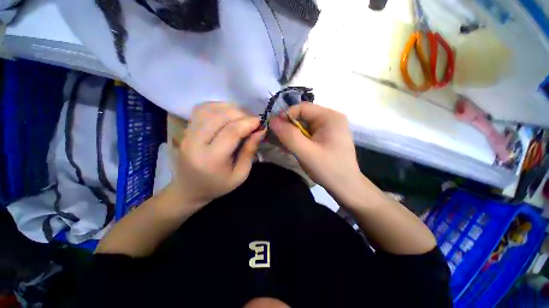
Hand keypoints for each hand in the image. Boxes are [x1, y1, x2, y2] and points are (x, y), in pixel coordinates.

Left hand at [173, 103, 264, 210]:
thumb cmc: (218, 185)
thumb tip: (260, 131)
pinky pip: (201, 109)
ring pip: (210, 109)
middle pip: (220, 117)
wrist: (189, 189)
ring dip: (230, 108)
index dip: (248, 123)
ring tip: (242, 116)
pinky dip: (217, 107)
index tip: (261, 121)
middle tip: (253, 119)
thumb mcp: (240, 175)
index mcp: (211, 159)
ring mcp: (187, 134)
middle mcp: (195, 143)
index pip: (231, 132)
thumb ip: (250, 151)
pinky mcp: (185, 129)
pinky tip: (228, 113)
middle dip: (241, 114)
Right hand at [270, 103, 361, 198]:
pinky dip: (299, 139)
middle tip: (278, 140)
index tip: (274, 129)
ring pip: (304, 125)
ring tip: (285, 145)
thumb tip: (271, 119)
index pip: (302, 108)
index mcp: (330, 117)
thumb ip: (288, 135)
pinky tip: (294, 148)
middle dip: (289, 127)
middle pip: (303, 116)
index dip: (286, 116)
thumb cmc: (328, 169)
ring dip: (293, 134)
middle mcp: (331, 118)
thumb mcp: (306, 152)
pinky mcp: (327, 137)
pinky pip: (308, 133)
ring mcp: (329, 128)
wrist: (346, 187)